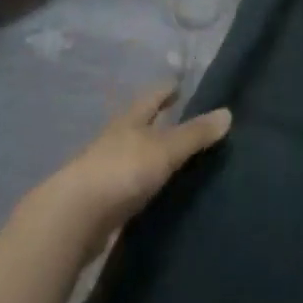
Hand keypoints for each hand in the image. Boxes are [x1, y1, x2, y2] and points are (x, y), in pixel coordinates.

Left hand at [25, 83, 231, 258]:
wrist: (74, 217)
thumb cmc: (121, 170)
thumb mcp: (165, 149)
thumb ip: (195, 134)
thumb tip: (228, 113)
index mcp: (130, 119)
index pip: (152, 96)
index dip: (167, 89)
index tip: (180, 84)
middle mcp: (116, 138)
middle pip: (140, 124)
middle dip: (159, 121)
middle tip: (183, 121)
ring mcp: (105, 169)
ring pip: (133, 154)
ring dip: (150, 154)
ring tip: (174, 159)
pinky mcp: (101, 201)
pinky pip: (128, 185)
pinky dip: (143, 183)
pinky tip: (155, 193)